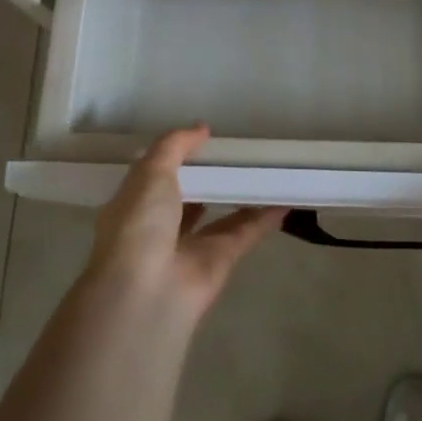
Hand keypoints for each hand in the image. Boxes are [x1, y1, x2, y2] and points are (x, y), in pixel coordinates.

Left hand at [85, 125, 285, 322]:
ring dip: (241, 195)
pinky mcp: (220, 262)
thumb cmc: (139, 225)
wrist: (147, 292)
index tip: (206, 140)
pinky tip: (286, 197)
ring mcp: (190, 248)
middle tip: (240, 152)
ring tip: (268, 170)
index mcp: (135, 205)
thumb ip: (175, 146)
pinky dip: (265, 217)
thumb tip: (202, 128)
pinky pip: (245, 233)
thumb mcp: (150, 172)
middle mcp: (161, 228)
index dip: (178, 159)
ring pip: (221, 216)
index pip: (156, 178)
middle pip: (191, 197)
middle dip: (212, 177)